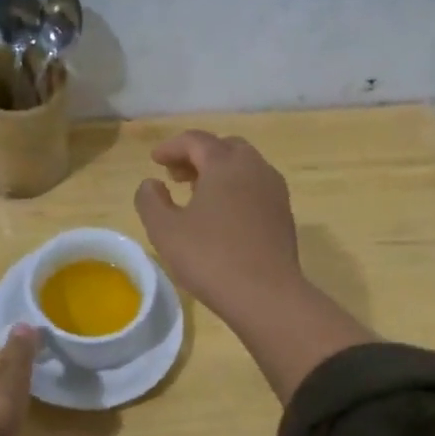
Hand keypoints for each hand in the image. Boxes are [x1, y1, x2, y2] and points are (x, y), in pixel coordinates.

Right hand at [135, 131, 303, 319]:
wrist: (266, 295)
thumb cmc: (210, 257)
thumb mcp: (165, 230)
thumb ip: (150, 200)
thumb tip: (152, 184)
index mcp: (225, 164)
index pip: (196, 141)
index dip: (171, 147)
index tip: (154, 160)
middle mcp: (254, 168)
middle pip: (224, 148)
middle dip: (198, 155)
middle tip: (176, 175)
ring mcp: (274, 191)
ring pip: (244, 167)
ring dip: (218, 172)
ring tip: (197, 193)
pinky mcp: (283, 214)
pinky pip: (256, 187)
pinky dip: (235, 188)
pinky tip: (222, 215)